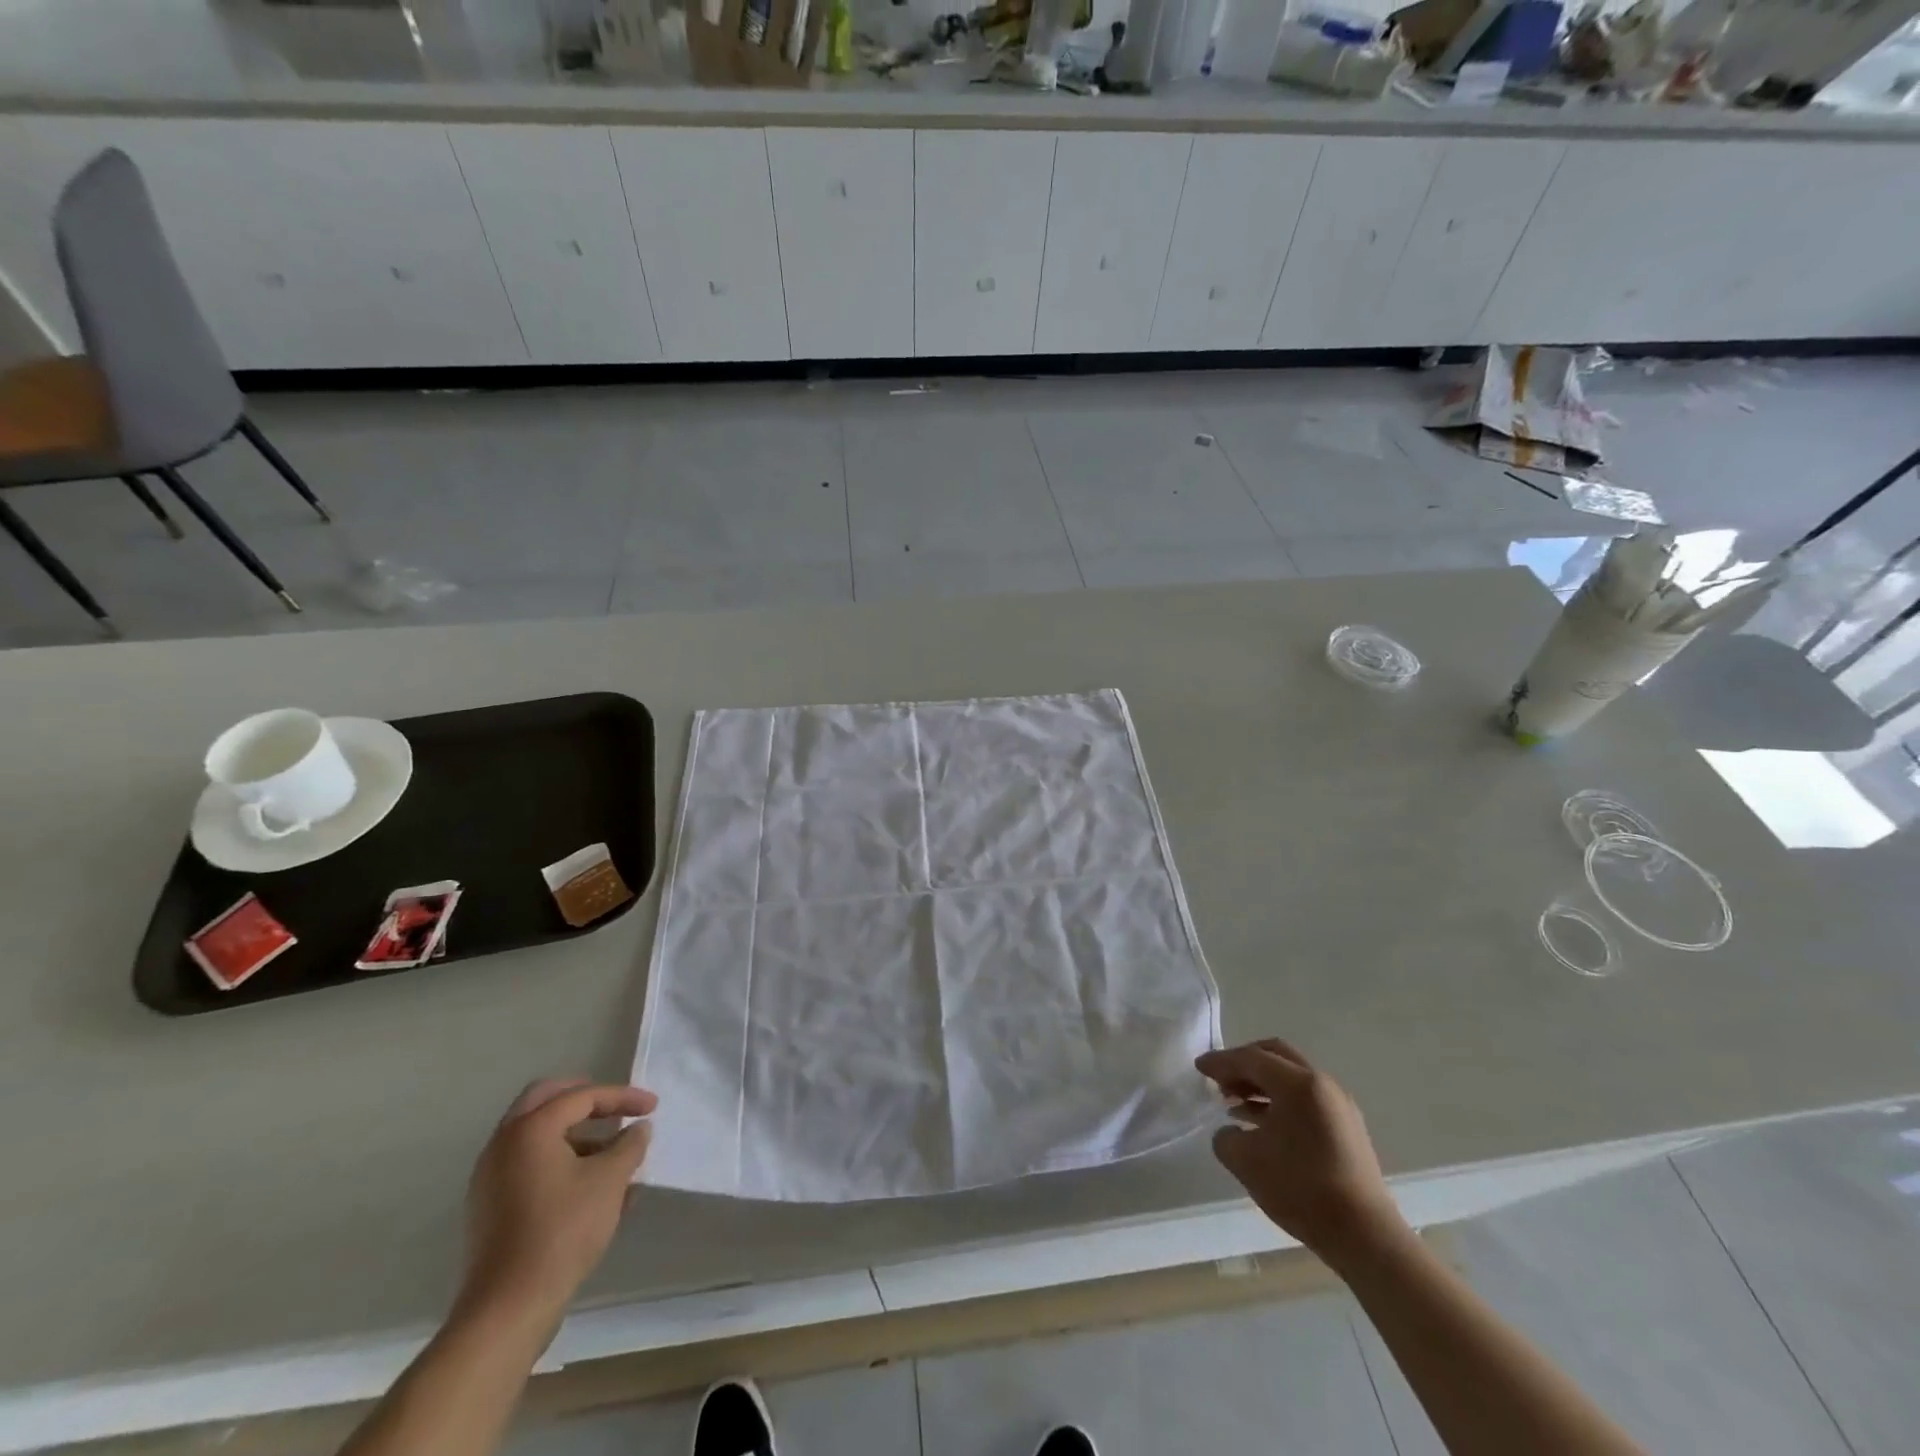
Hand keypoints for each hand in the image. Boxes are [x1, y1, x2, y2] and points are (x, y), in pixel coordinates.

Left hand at [457, 1079, 657, 1331]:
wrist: (508, 1309)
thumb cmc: (563, 1230)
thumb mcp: (610, 1181)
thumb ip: (629, 1145)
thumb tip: (639, 1129)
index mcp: (530, 1129)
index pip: (582, 1096)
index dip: (622, 1097)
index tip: (653, 1107)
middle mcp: (503, 1145)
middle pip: (546, 1100)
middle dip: (586, 1099)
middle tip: (616, 1106)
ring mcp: (491, 1178)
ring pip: (536, 1136)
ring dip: (575, 1133)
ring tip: (613, 1152)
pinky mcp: (490, 1208)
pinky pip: (529, 1165)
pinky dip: (560, 1160)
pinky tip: (591, 1185)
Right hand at [1195, 1039, 1405, 1267]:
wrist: (1365, 1236)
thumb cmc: (1301, 1189)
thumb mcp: (1245, 1161)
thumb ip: (1226, 1136)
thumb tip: (1232, 1130)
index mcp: (1298, 1083)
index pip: (1251, 1059)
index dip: (1221, 1062)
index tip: (1198, 1067)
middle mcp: (1322, 1084)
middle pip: (1275, 1056)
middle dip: (1243, 1064)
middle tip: (1220, 1080)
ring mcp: (1339, 1105)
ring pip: (1291, 1078)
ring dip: (1261, 1084)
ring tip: (1235, 1103)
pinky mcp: (1348, 1128)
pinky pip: (1306, 1099)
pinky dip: (1280, 1101)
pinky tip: (1261, 1123)